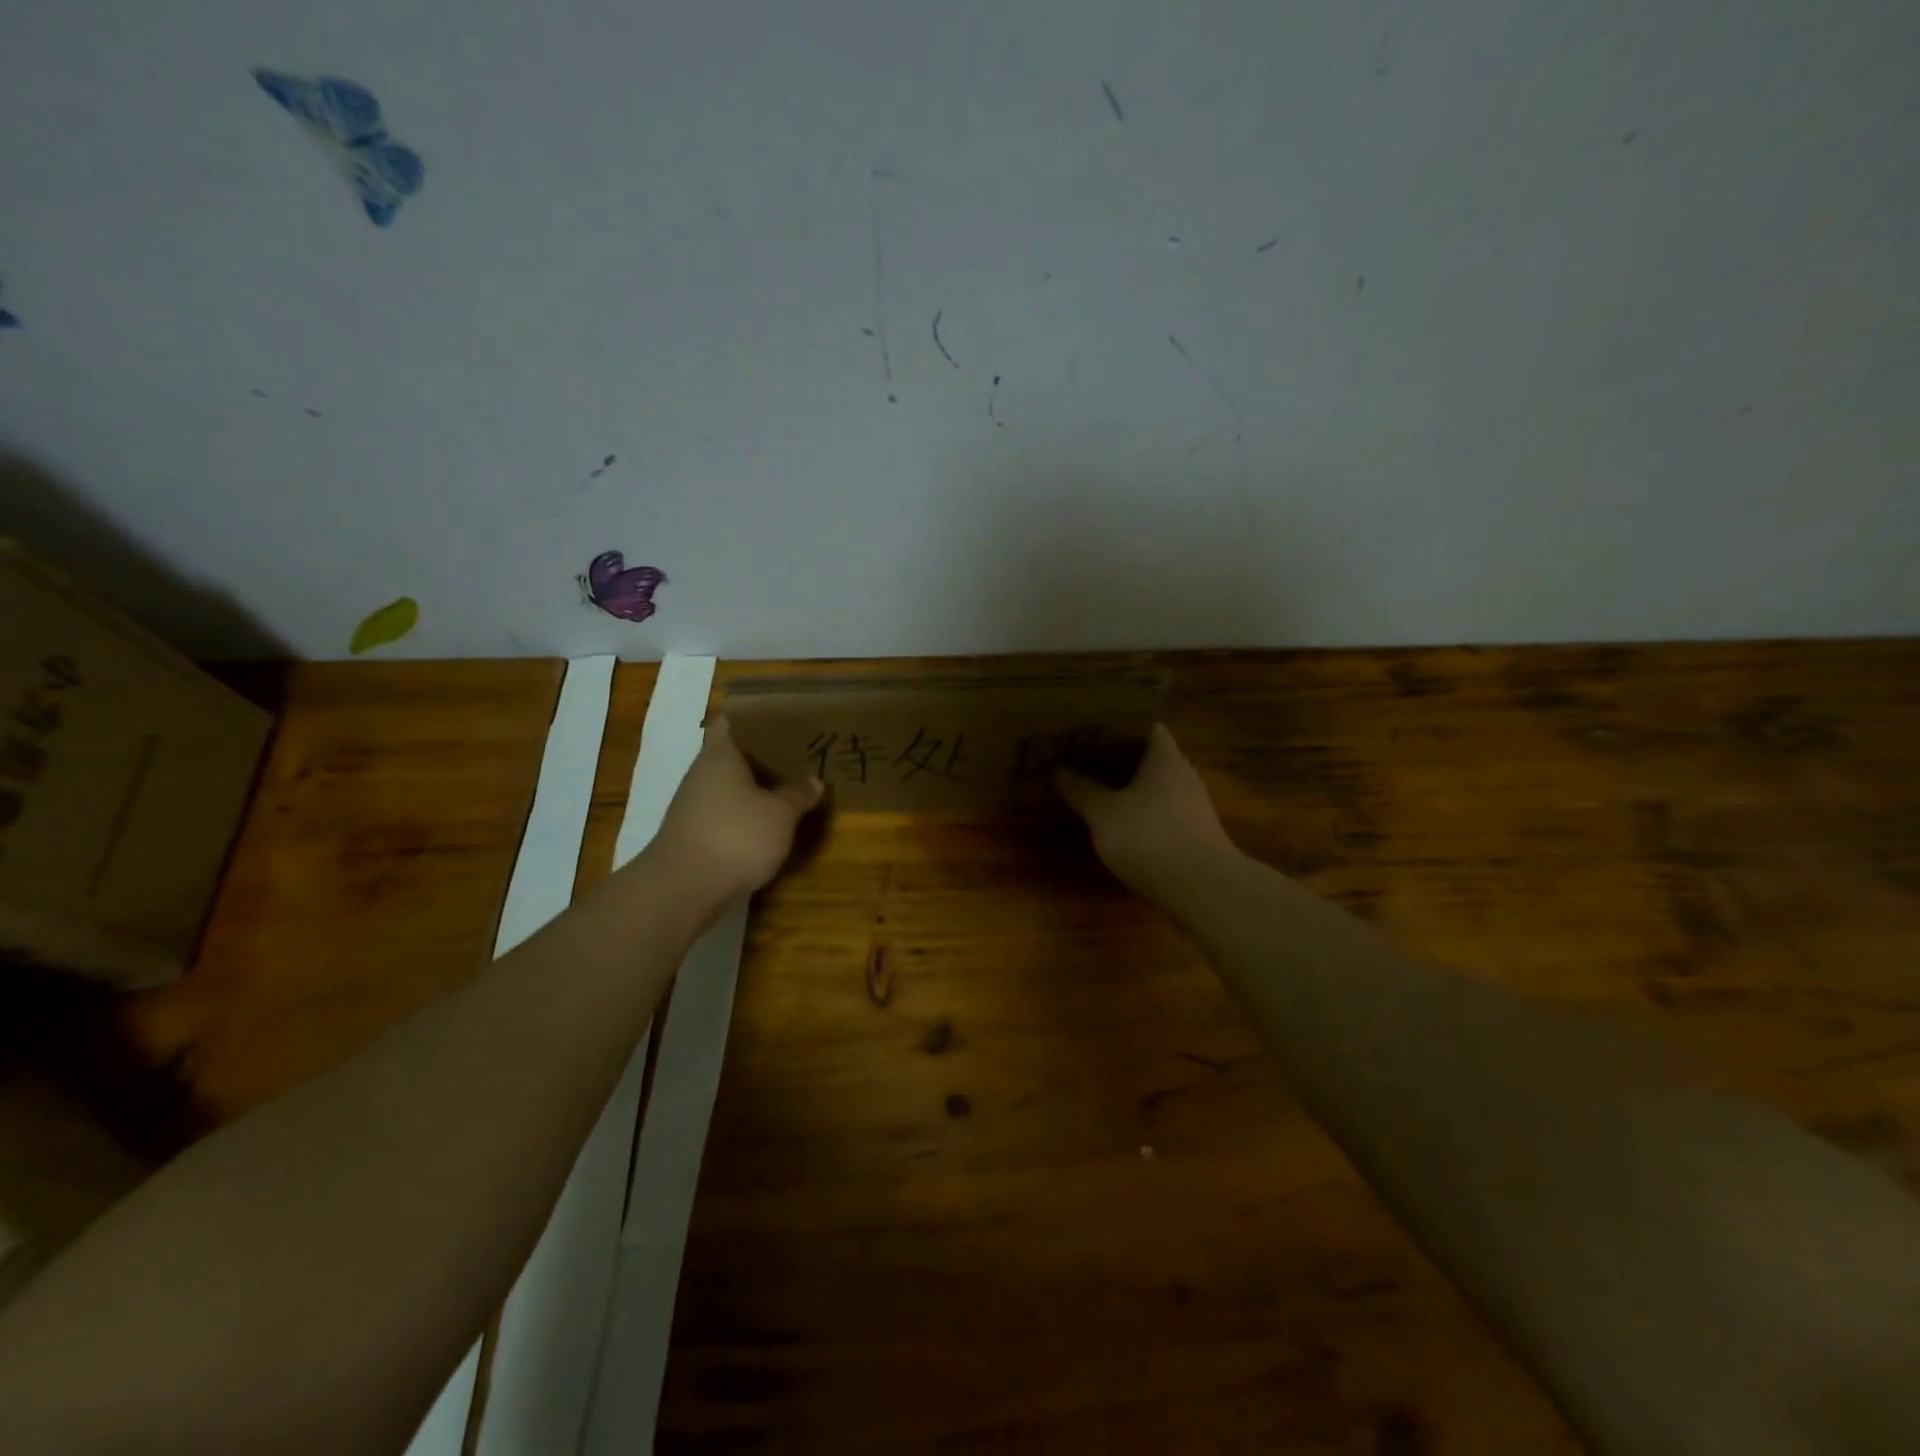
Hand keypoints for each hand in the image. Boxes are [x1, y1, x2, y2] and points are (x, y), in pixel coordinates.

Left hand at [655, 715, 823, 899]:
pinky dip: (746, 810)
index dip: (756, 715)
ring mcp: (695, 803)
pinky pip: (725, 809)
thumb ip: (798, 794)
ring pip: (730, 782)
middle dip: (764, 752)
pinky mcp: (694, 831)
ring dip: (756, 784)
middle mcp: (703, 772)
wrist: (683, 888)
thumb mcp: (780, 815)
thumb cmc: (735, 836)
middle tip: (798, 750)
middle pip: (733, 751)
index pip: (732, 719)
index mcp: (721, 754)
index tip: (783, 715)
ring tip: (791, 783)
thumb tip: (814, 781)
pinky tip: (769, 819)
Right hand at [1056, 724, 1240, 898]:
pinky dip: (1140, 813)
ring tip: (1093, 789)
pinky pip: (1161, 811)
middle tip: (1080, 758)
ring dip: (1128, 787)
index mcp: (1164, 757)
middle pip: (1148, 755)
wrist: (1204, 890)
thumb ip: (1081, 789)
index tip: (1088, 728)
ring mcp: (1192, 805)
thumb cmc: (1150, 838)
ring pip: (1154, 785)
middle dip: (1116, 757)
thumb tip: (1060, 769)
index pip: (1143, 725)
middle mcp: (1182, 774)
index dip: (1116, 724)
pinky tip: (1118, 825)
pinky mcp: (1195, 834)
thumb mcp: (1103, 814)